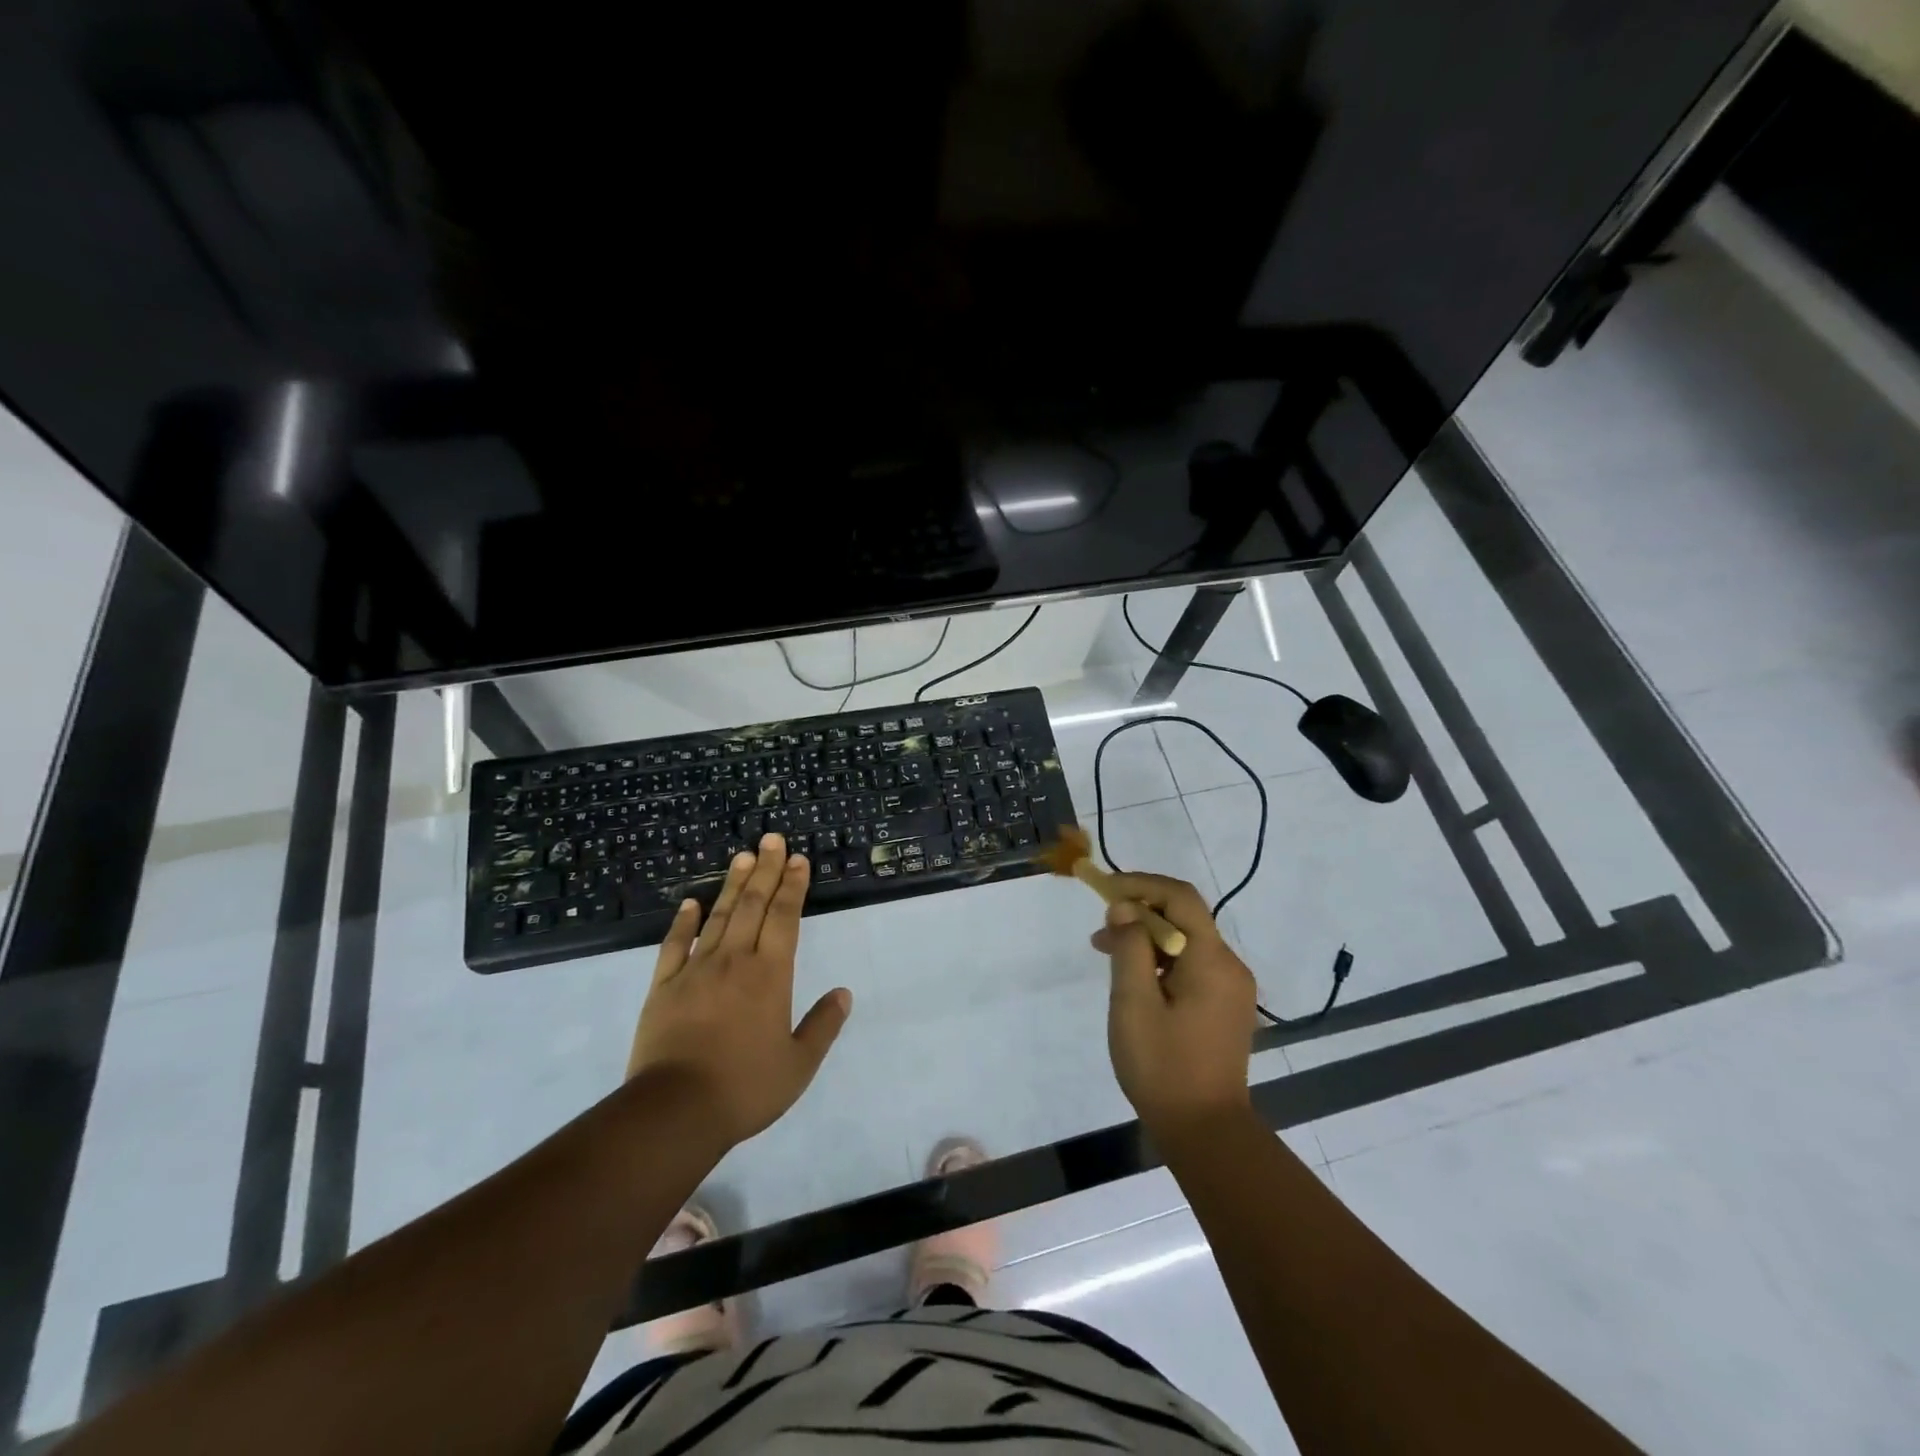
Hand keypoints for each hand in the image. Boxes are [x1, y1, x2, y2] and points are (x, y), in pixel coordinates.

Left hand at [627, 834, 852, 1147]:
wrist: (675, 1111)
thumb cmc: (745, 1088)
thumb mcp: (798, 1065)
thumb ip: (823, 1026)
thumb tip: (843, 993)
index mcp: (770, 975)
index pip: (785, 918)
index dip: (793, 886)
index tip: (798, 859)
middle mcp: (735, 961)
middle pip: (752, 905)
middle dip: (766, 870)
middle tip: (773, 839)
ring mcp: (695, 971)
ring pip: (717, 916)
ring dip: (732, 884)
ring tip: (743, 856)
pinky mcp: (663, 987)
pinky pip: (674, 945)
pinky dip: (683, 922)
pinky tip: (689, 902)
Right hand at [1091, 873, 1256, 1139]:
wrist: (1206, 1133)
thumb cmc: (1164, 1067)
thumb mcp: (1134, 1003)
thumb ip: (1129, 947)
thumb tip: (1124, 908)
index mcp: (1212, 960)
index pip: (1180, 897)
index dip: (1141, 885)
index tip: (1105, 892)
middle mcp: (1230, 966)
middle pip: (1184, 917)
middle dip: (1139, 914)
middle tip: (1100, 933)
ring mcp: (1231, 989)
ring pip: (1186, 943)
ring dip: (1147, 939)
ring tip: (1107, 954)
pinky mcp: (1225, 1007)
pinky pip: (1192, 966)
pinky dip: (1160, 962)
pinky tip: (1135, 982)